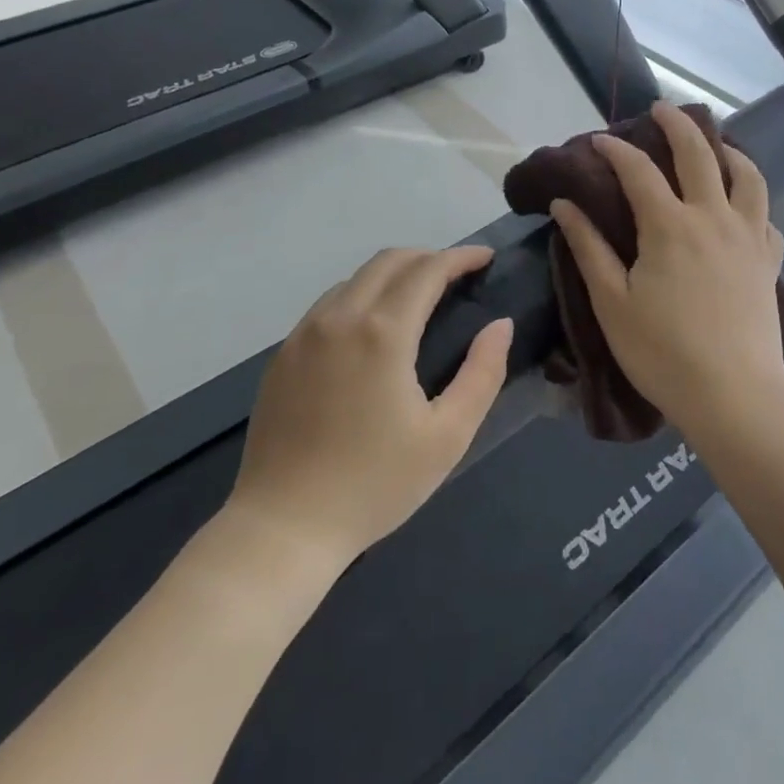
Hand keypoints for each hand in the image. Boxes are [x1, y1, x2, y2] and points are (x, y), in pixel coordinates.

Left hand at [225, 247, 510, 568]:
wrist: (283, 528)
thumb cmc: (374, 485)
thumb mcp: (447, 436)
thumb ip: (482, 373)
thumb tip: (501, 325)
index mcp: (383, 333)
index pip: (427, 270)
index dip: (460, 256)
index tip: (485, 257)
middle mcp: (340, 317)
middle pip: (388, 260)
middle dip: (428, 257)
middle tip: (457, 276)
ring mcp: (304, 333)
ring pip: (355, 278)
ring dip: (393, 274)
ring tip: (419, 298)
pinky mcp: (283, 354)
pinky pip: (328, 304)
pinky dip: (361, 296)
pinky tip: (372, 329)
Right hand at [550, 102, 783, 439]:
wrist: (734, 394)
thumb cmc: (663, 352)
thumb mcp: (611, 302)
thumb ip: (588, 247)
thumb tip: (564, 203)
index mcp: (669, 225)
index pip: (638, 170)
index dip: (615, 149)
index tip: (598, 139)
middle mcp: (713, 217)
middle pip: (699, 153)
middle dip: (677, 124)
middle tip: (661, 109)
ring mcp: (748, 236)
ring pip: (746, 175)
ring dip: (728, 150)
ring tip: (714, 142)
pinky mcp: (769, 260)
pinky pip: (766, 215)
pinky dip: (752, 198)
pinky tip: (742, 204)